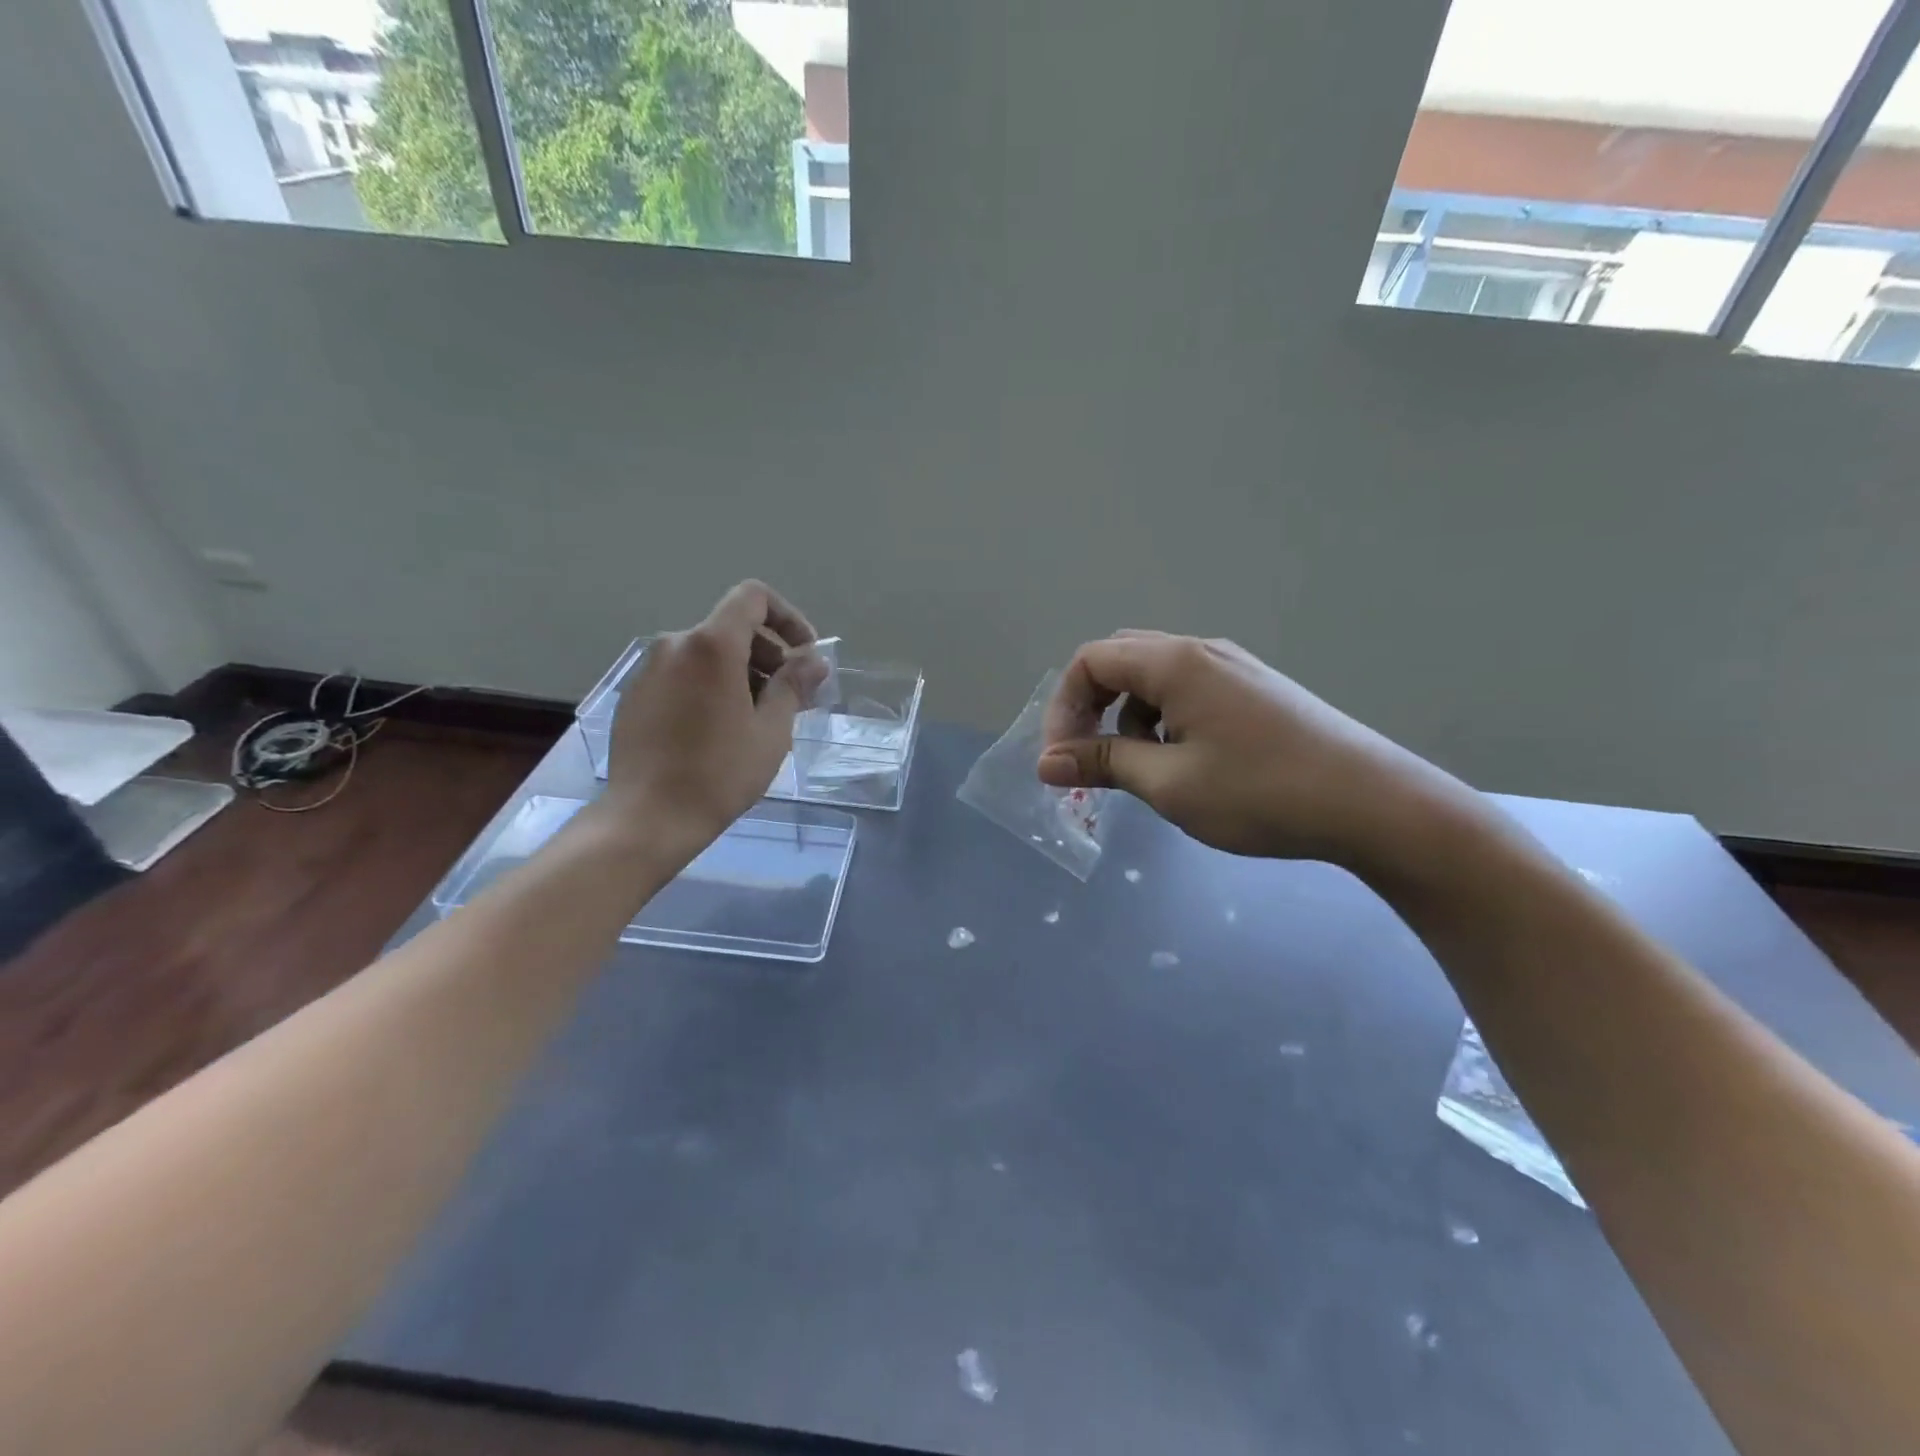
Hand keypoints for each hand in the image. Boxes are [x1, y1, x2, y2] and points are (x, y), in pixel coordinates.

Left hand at [601, 581, 827, 849]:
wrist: (648, 817)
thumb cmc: (719, 773)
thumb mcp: (771, 731)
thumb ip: (793, 685)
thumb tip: (814, 661)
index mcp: (711, 646)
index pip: (753, 598)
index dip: (787, 617)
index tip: (803, 656)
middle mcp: (675, 645)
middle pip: (732, 628)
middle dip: (769, 654)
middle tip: (789, 699)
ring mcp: (649, 669)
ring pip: (707, 654)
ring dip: (742, 673)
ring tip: (757, 720)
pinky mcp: (635, 695)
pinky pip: (683, 675)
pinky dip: (711, 687)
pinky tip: (719, 731)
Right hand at [1037, 632, 1466, 869]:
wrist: (1372, 804)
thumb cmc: (1260, 792)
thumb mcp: (1169, 784)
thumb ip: (1103, 763)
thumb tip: (1045, 762)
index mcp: (1176, 662)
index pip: (1091, 660)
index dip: (1063, 707)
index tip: (1061, 760)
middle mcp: (1203, 651)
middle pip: (1121, 660)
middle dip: (1092, 707)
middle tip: (1089, 757)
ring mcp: (1235, 668)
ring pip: (1156, 678)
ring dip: (1129, 717)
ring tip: (1142, 769)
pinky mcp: (1256, 692)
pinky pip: (1189, 691)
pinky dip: (1165, 720)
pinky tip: (1186, 763)